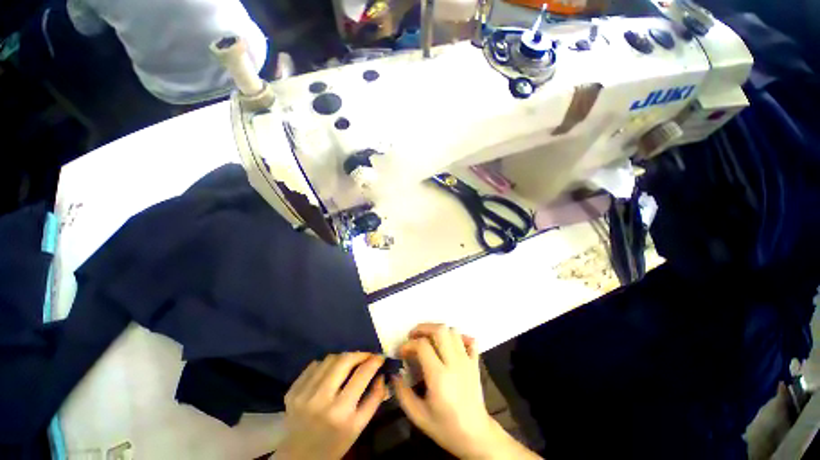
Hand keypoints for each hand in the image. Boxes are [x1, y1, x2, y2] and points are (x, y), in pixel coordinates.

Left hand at [275, 353, 387, 459]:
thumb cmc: (335, 443)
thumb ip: (374, 399)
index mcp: (340, 412)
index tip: (380, 357)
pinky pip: (314, 365)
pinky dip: (326, 364)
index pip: (361, 374)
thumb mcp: (359, 427)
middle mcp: (320, 399)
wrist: (299, 457)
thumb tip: (382, 374)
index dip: (374, 361)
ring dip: (343, 358)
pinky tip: (331, 373)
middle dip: (359, 354)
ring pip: (329, 359)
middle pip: (344, 360)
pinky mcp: (292, 390)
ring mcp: (303, 393)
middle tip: (366, 356)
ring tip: (350, 364)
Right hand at [393, 324, 539, 459]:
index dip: (408, 344)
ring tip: (428, 339)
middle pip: (439, 330)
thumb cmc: (446, 428)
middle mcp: (454, 363)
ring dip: (438, 331)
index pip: (422, 345)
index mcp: (439, 376)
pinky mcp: (475, 363)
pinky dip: (459, 337)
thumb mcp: (418, 416)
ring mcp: (467, 360)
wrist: (476, 436)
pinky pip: (469, 340)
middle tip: (413, 336)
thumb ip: (402, 393)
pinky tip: (450, 345)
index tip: (401, 352)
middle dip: (423, 328)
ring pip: (453, 331)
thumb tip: (394, 373)